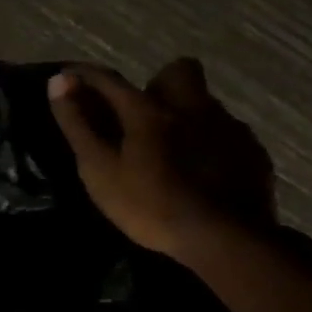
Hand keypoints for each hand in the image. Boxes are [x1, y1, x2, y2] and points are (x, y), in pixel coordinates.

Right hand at [48, 58, 276, 261]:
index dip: (86, 75)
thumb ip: (79, 125)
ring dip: (186, 115)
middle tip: (142, 116)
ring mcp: (228, 128)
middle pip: (178, 71)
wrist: (227, 240)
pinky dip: (210, 142)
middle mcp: (192, 107)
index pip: (110, 80)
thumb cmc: (151, 205)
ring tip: (172, 150)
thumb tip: (58, 81)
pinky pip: (228, 133)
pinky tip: (202, 171)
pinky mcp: (253, 153)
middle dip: (157, 83)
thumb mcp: (100, 170)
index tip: (69, 76)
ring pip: (205, 103)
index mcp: (149, 110)